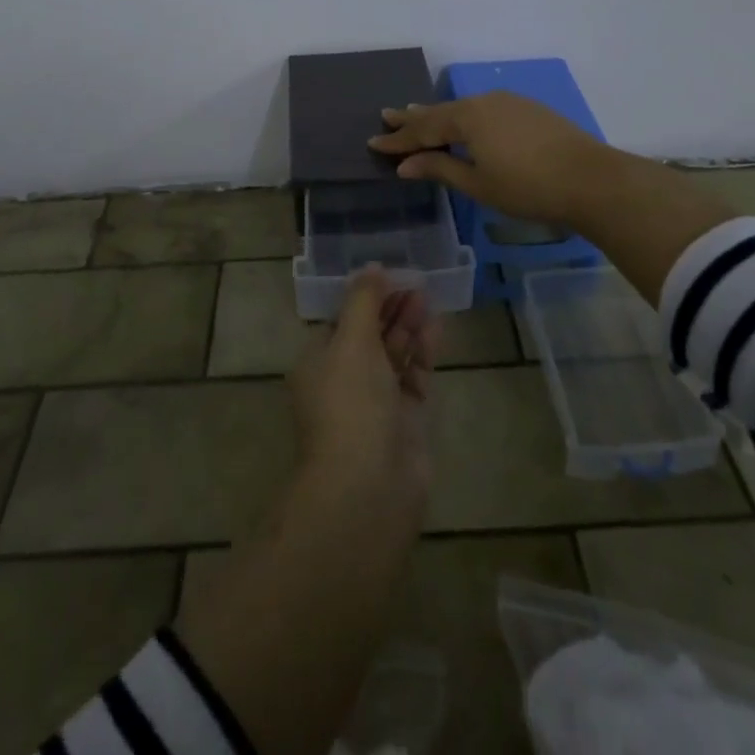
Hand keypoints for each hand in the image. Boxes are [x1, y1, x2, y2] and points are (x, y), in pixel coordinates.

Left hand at [288, 269, 435, 518]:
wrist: (369, 488)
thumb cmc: (350, 403)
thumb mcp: (351, 341)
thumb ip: (364, 301)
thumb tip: (371, 267)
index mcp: (318, 362)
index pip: (341, 320)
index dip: (365, 297)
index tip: (390, 275)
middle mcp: (344, 381)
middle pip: (370, 335)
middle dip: (391, 308)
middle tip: (416, 282)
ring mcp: (375, 402)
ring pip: (394, 354)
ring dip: (409, 326)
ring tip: (428, 296)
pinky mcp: (404, 421)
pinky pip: (414, 377)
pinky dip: (424, 353)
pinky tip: (436, 328)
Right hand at [367, 90, 618, 228]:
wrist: (591, 178)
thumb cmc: (528, 187)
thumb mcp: (478, 184)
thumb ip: (440, 169)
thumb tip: (406, 165)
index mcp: (467, 118)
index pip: (423, 130)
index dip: (398, 140)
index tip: (374, 142)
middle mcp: (484, 102)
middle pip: (441, 112)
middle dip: (413, 118)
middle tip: (388, 115)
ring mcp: (509, 102)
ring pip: (463, 108)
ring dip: (439, 114)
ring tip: (418, 114)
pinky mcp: (529, 109)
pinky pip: (484, 109)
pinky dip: (465, 116)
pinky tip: (465, 121)